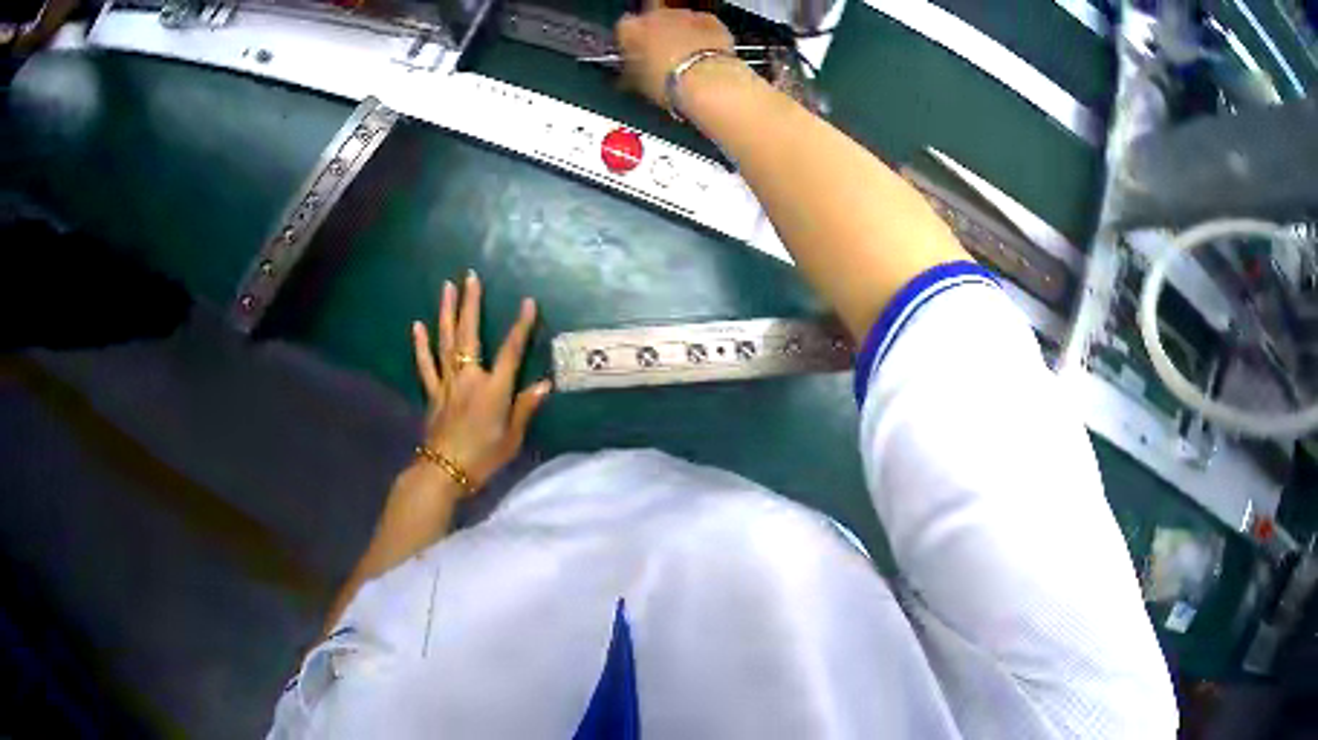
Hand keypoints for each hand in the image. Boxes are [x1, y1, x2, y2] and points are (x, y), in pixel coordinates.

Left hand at [411, 270, 550, 493]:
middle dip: (471, 303)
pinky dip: (421, 344)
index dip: (520, 326)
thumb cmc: (483, 457)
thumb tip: (545, 384)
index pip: (511, 351)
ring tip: (447, 287)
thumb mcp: (512, 437)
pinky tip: (417, 326)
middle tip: (470, 276)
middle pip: (470, 334)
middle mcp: (469, 378)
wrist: (444, 472)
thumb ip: (525, 408)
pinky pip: (426, 364)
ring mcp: (447, 383)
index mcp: (494, 389)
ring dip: (447, 313)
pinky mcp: (433, 392)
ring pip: (447, 341)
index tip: (527, 302)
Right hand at [615, 0, 735, 109]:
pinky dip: (702, 35)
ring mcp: (683, 14)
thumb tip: (628, 72)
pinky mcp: (709, 18)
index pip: (623, 30)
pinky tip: (705, 53)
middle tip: (662, 58)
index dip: (629, 43)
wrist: (706, 81)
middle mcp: (654, 14)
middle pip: (651, 21)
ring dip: (680, 33)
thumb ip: (628, 70)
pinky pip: (702, 24)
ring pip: (677, 21)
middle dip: (656, 35)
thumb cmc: (665, 82)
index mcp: (629, 28)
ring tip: (686, 58)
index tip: (634, 56)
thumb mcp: (635, 83)